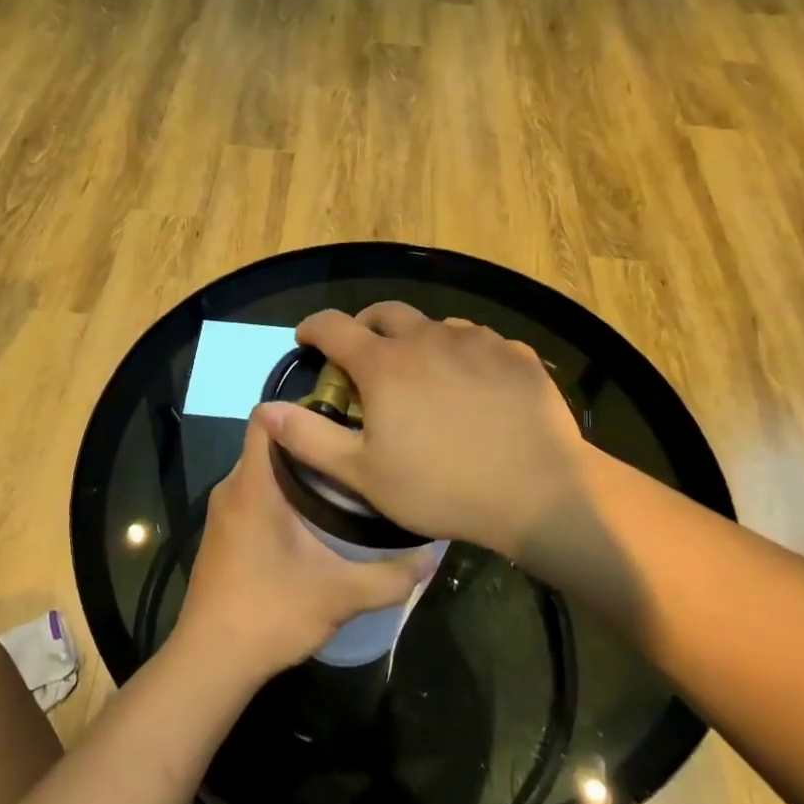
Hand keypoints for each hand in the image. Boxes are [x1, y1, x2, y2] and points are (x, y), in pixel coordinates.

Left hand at [171, 409, 432, 684]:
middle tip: (358, 453)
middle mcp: (232, 488)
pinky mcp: (224, 534)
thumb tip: (433, 557)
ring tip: (347, 483)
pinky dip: (284, 495)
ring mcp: (224, 512)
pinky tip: (318, 521)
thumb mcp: (340, 595)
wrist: (210, 663)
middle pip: (271, 442)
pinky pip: (256, 494)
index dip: (302, 408)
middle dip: (313, 443)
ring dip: (300, 472)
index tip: (344, 418)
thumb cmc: (269, 614)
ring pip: (263, 470)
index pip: (266, 417)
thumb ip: (390, 576)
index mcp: (253, 485)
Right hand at [257, 303, 588, 560]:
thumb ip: (309, 438)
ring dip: (418, 342)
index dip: (313, 328)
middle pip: (385, 313)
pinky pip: (480, 343)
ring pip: (435, 326)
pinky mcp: (515, 355)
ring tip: (423, 376)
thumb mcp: (363, 474)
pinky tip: (474, 387)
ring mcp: (476, 342)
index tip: (306, 340)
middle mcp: (427, 338)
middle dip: (365, 326)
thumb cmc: (441, 486)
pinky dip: (464, 356)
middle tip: (363, 355)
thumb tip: (265, 410)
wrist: (539, 490)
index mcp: (384, 364)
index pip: (333, 326)